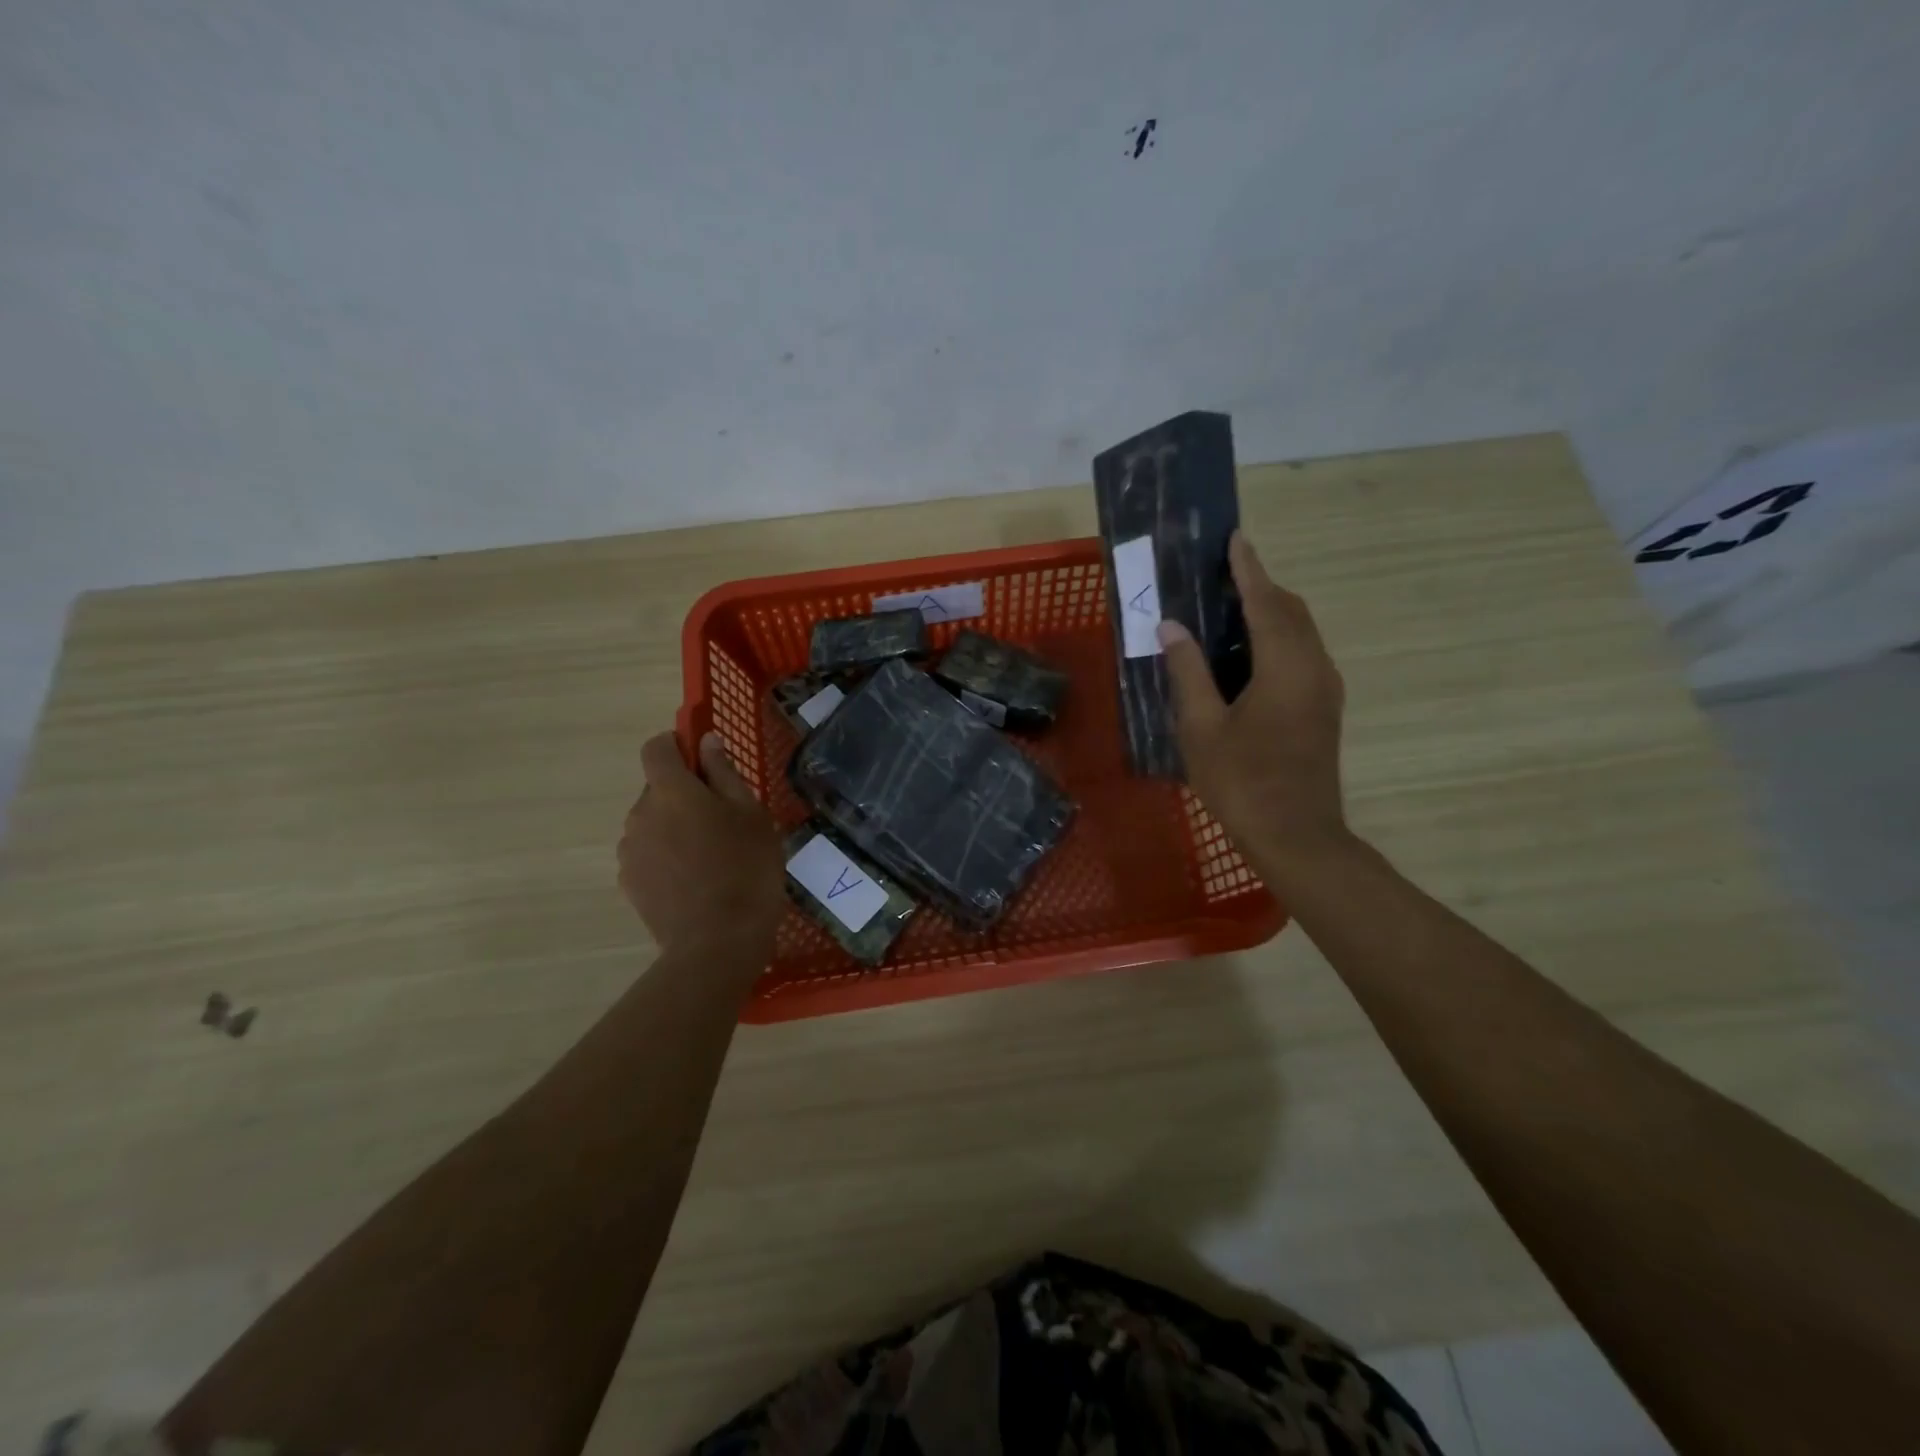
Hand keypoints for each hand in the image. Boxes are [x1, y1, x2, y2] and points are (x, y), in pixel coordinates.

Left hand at [619, 732, 784, 952]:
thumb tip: (706, 741)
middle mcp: (639, 814)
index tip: (703, 760)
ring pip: (652, 823)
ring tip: (711, 857)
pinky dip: (666, 857)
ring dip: (674, 827)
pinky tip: (695, 882)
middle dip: (684, 794)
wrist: (717, 943)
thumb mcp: (751, 814)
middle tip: (723, 820)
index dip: (676, 745)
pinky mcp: (628, 883)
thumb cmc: (745, 869)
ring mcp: (629, 851)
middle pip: (657, 788)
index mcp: (670, 790)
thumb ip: (724, 773)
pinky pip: (648, 855)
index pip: (656, 747)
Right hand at [1158, 533, 1352, 877]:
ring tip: (1229, 607)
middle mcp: (1314, 667)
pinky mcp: (1324, 708)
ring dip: (1270, 612)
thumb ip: (1187, 671)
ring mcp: (1325, 689)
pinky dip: (1276, 638)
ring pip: (1300, 632)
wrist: (1297, 836)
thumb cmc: (1242, 781)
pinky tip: (1246, 653)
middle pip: (1290, 611)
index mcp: (1284, 665)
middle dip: (1260, 586)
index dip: (1248, 569)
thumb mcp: (1201, 727)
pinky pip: (1302, 654)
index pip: (1265, 602)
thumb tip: (1171, 626)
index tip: (1235, 538)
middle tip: (1222, 574)